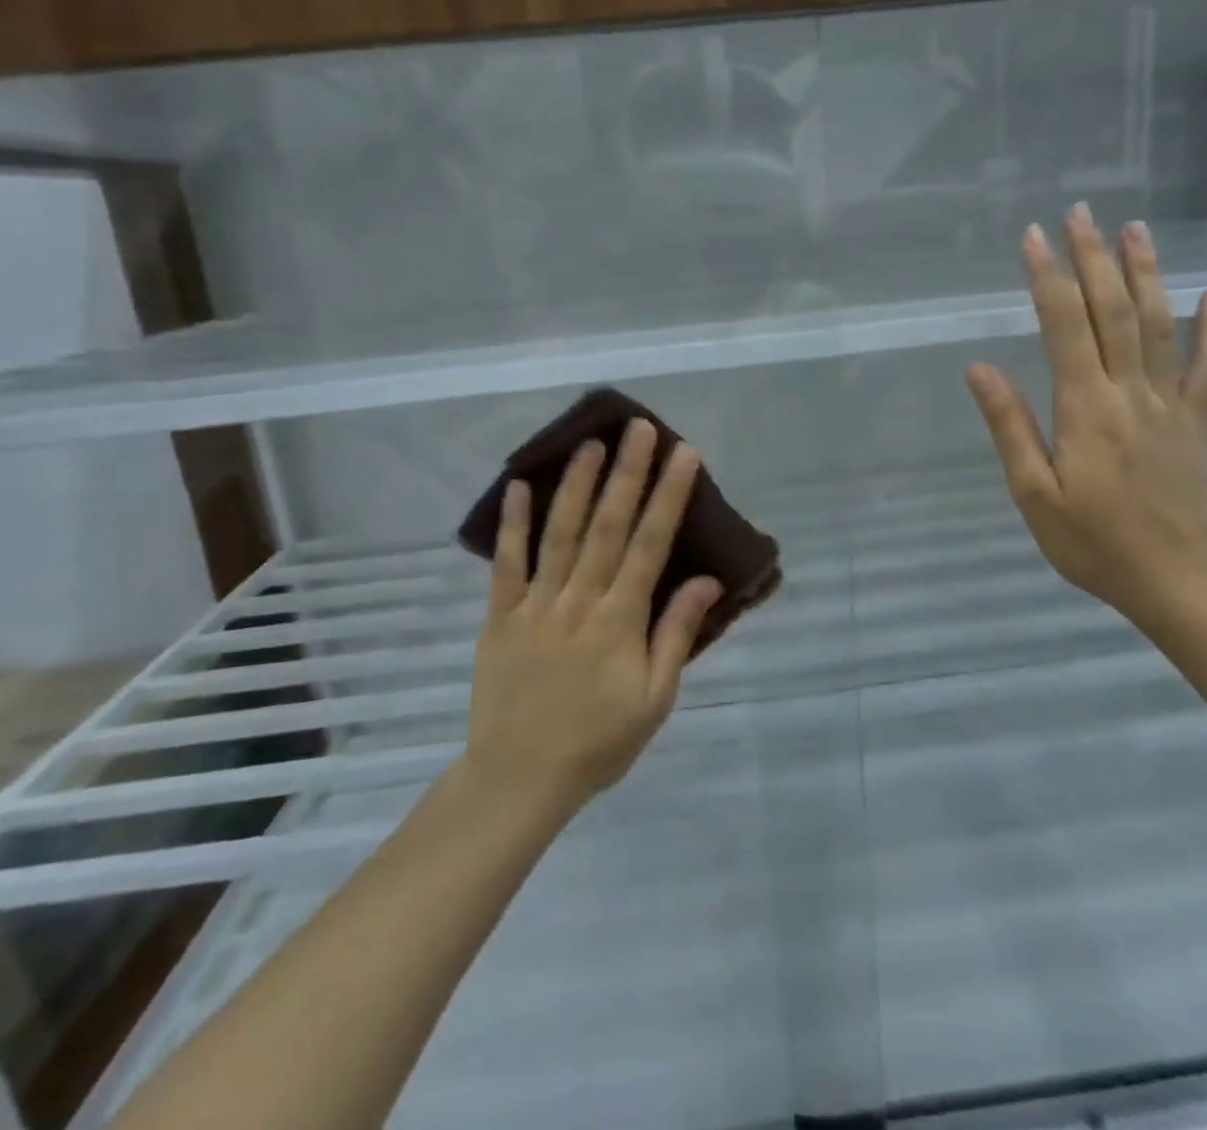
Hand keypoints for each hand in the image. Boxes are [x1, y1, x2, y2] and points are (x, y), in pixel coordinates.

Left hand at [463, 419, 723, 812]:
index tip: (684, 454)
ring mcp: (536, 605)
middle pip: (608, 526)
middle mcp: (580, 600)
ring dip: (577, 485)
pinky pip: (506, 564)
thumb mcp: (655, 700)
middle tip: (640, 427)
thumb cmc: (598, 742)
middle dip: (628, 473)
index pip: (651, 545)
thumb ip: (676, 635)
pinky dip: (513, 524)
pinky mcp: (500, 616)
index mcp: (620, 620)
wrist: (519, 778)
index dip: (669, 496)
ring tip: (591, 443)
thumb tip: (707, 580)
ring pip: (559, 533)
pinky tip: (520, 486)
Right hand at [966, 205, 1206, 619]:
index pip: (1064, 328)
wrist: (1174, 579)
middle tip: (1081, 212)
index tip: (1033, 237)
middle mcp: (1130, 393)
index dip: (1048, 279)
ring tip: (1135, 229)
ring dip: (1146, 274)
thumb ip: (1009, 426)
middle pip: (1113, 312)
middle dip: (1094, 258)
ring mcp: (1170, 404)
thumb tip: (980, 368)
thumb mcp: (1032, 492)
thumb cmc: (1091, 541)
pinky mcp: (1196, 422)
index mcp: (1085, 409)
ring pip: (1159, 325)